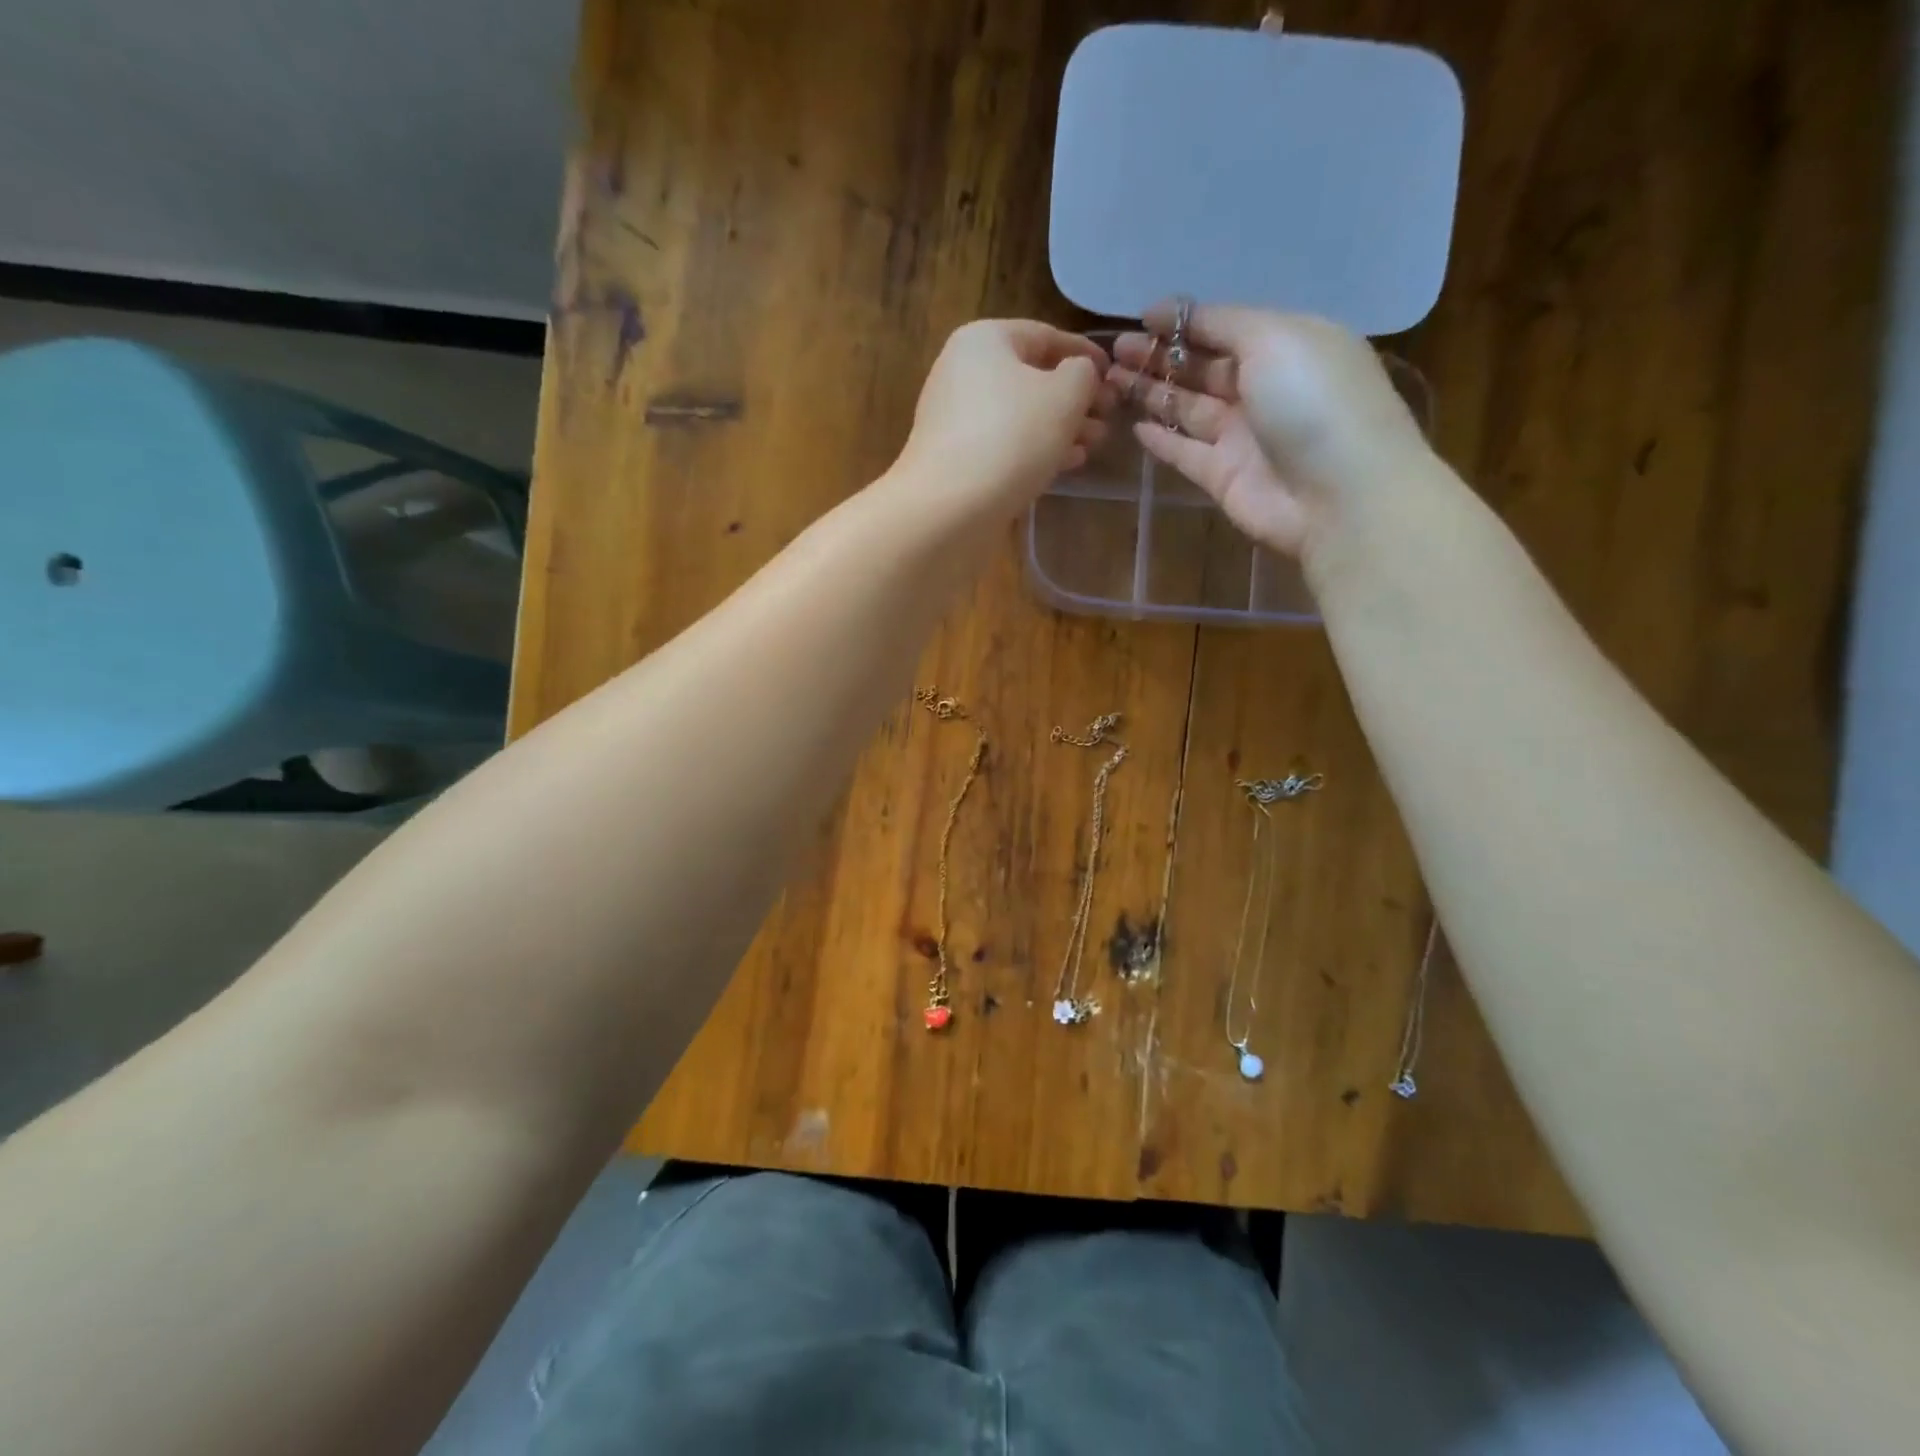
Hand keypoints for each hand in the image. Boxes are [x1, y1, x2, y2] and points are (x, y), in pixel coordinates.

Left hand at [896, 320, 1112, 517]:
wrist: (949, 508)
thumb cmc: (1012, 437)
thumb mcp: (1065, 394)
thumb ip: (1083, 374)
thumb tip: (1079, 374)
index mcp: (984, 340)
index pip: (1045, 336)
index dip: (1086, 354)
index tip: (1115, 376)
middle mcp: (962, 372)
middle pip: (1031, 378)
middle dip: (1075, 399)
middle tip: (1107, 419)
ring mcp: (955, 418)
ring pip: (1020, 415)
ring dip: (1061, 428)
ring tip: (1093, 445)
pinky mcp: (956, 459)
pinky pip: (1004, 444)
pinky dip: (1035, 450)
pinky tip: (1065, 465)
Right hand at [1108, 304, 1432, 559]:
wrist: (1339, 495)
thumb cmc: (1312, 401)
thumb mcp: (1274, 338)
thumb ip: (1222, 323)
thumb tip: (1172, 311)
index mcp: (1286, 345)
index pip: (1226, 326)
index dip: (1183, 321)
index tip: (1140, 318)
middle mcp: (1264, 388)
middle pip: (1202, 368)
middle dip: (1159, 356)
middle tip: (1114, 351)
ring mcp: (1243, 436)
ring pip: (1188, 408)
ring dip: (1151, 392)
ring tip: (1110, 381)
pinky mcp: (1224, 477)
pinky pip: (1185, 452)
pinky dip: (1161, 440)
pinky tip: (1134, 426)